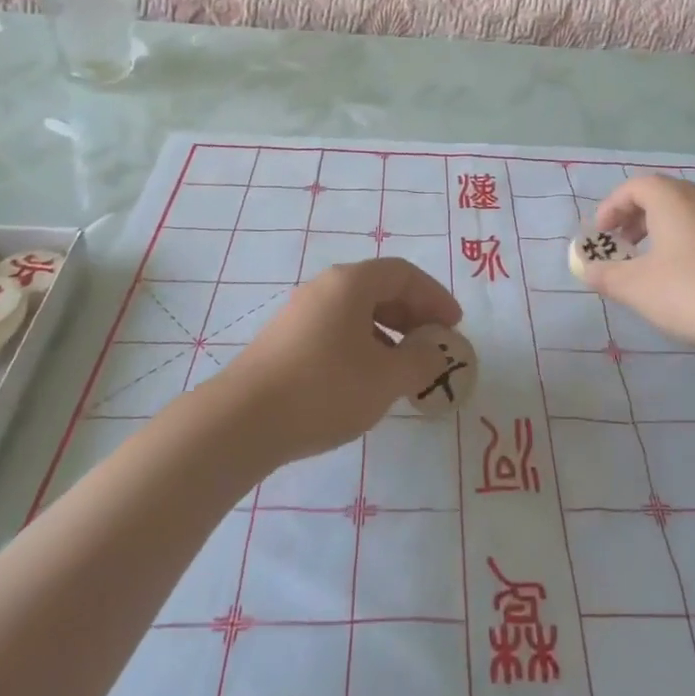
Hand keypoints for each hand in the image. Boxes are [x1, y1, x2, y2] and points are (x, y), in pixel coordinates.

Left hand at [212, 257, 463, 465]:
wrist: (241, 422)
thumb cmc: (324, 389)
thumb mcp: (385, 378)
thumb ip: (420, 361)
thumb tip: (435, 351)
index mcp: (350, 284)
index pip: (403, 273)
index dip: (434, 296)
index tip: (453, 326)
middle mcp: (324, 288)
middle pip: (379, 288)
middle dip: (413, 314)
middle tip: (434, 344)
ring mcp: (300, 314)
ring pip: (356, 312)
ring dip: (389, 333)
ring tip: (405, 367)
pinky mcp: (284, 342)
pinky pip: (336, 331)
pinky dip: (363, 345)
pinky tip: (366, 380)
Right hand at [582, 176, 694, 356]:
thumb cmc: (692, 291)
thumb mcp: (637, 288)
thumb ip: (606, 276)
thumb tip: (586, 269)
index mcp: (673, 197)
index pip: (635, 186)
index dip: (612, 207)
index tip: (602, 234)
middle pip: (663, 195)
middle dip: (637, 218)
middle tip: (625, 246)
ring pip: (690, 213)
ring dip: (666, 230)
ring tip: (657, 263)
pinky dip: (693, 243)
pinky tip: (694, 277)